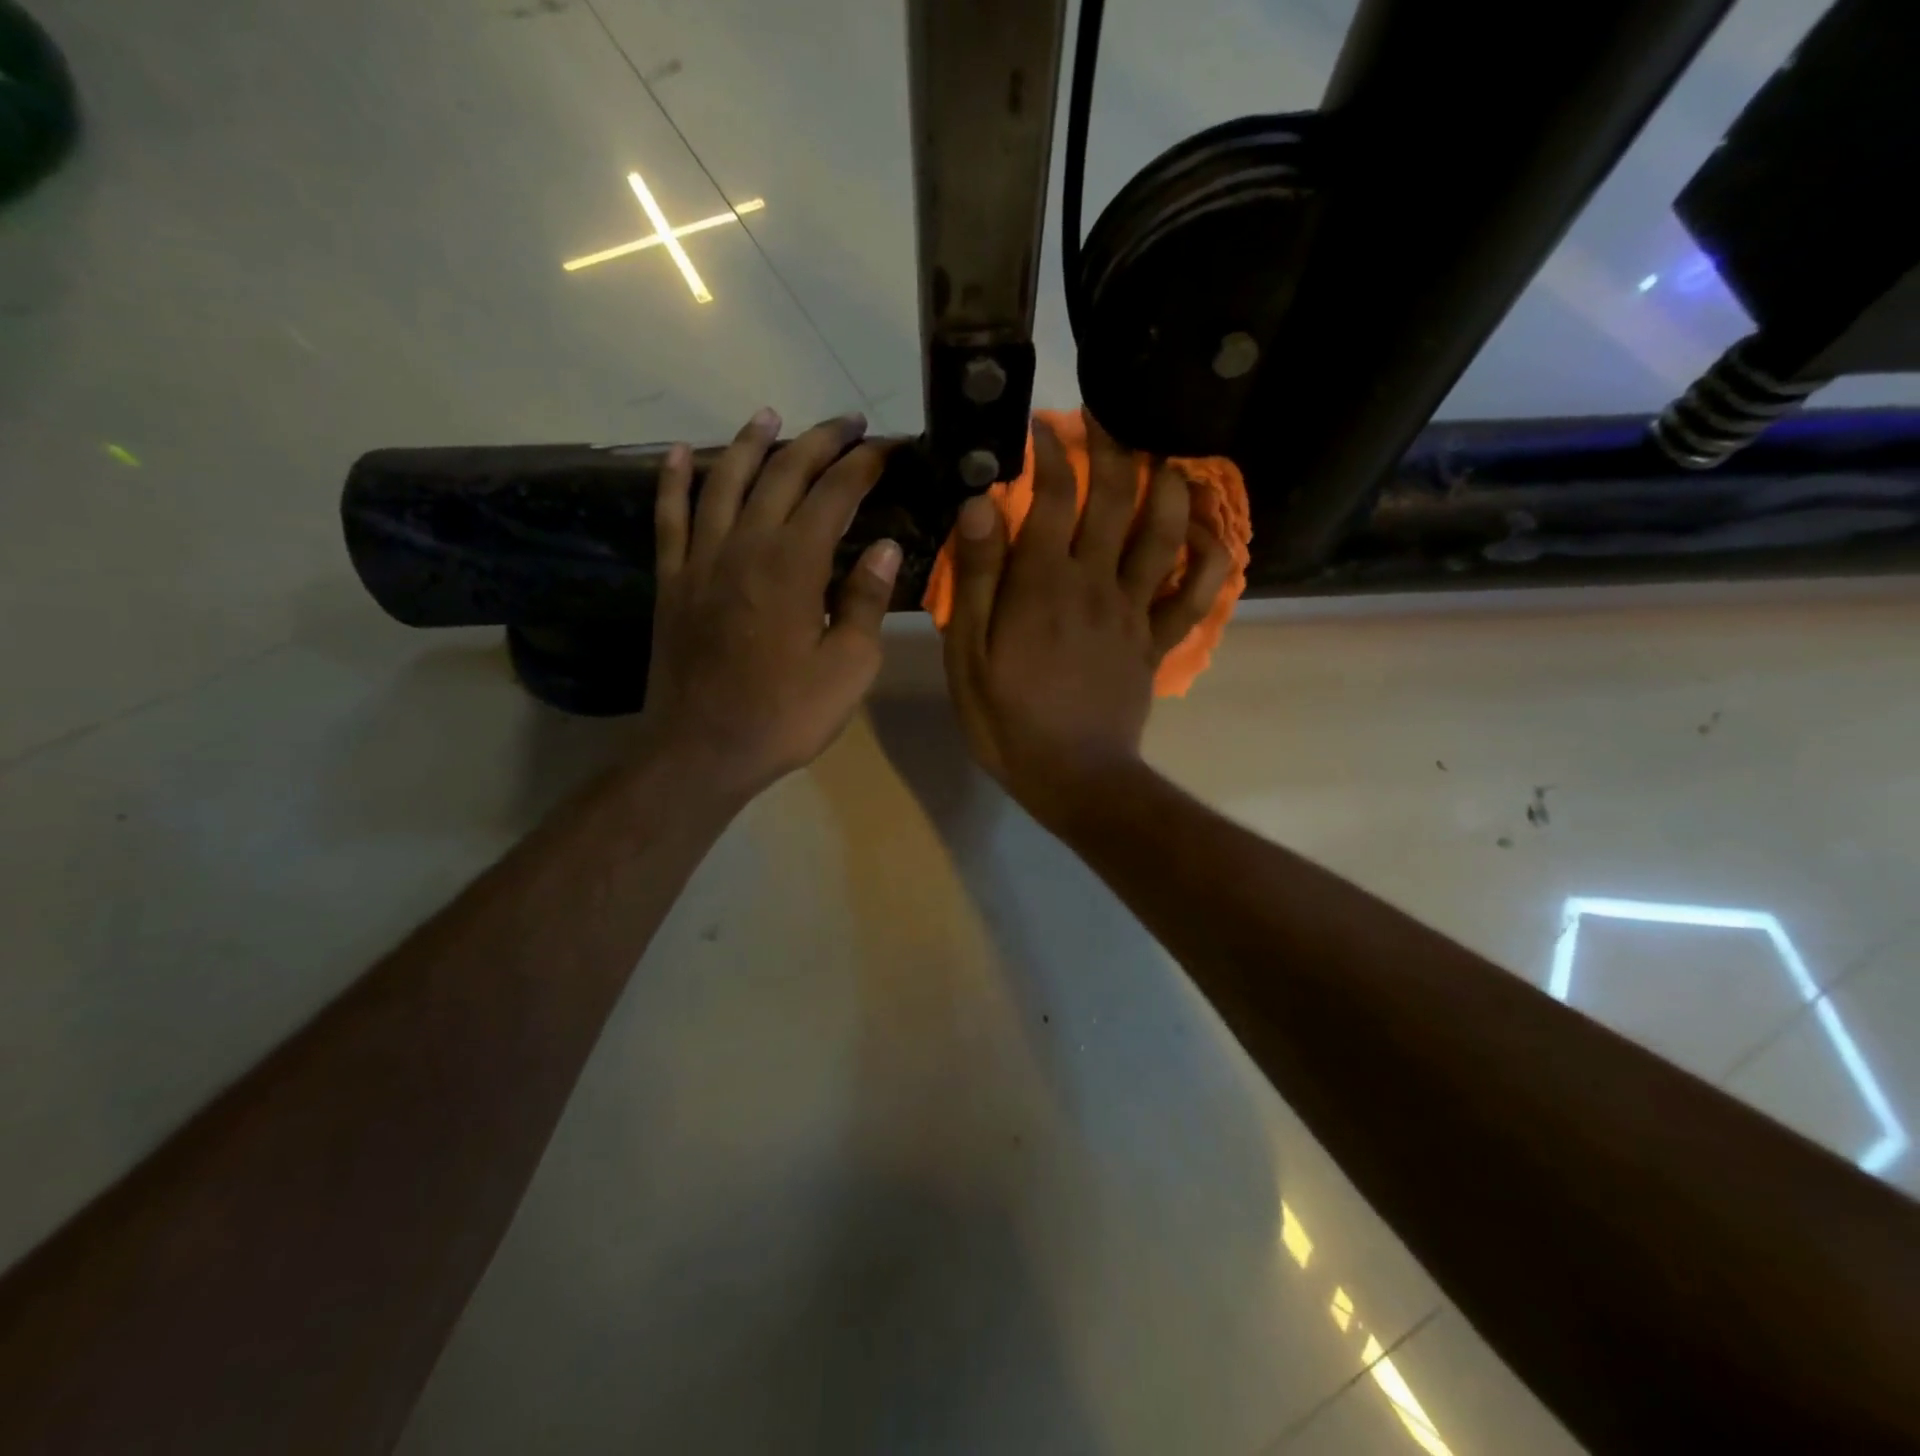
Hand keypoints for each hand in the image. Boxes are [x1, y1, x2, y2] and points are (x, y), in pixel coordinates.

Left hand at [639, 407, 899, 802]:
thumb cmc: (785, 716)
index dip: (865, 465)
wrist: (702, 750)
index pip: (836, 494)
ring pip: (724, 480)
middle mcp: (746, 545)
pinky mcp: (672, 580)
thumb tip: (887, 548)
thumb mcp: (848, 668)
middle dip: (820, 442)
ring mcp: (701, 559)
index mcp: (795, 564)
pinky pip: (669, 517)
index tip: (889, 448)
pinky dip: (673, 480)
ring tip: (769, 415)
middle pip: (782, 474)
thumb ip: (865, 602)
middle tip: (849, 424)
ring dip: (749, 442)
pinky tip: (676, 453)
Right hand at [942, 411, 1230, 825]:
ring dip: (1168, 486)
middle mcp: (1096, 582)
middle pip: (1115, 499)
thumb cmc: (1008, 720)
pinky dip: (1212, 560)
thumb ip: (976, 579)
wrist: (1073, 777)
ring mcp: (1135, 611)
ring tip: (1162, 457)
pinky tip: (1210, 535)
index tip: (1041, 428)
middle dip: (1111, 448)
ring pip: (1164, 533)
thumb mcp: (968, 655)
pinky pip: (1196, 596)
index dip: (1049, 452)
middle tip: (1104, 419)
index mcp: (1043, 582)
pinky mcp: (1157, 642)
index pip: (1050, 496)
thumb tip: (979, 504)